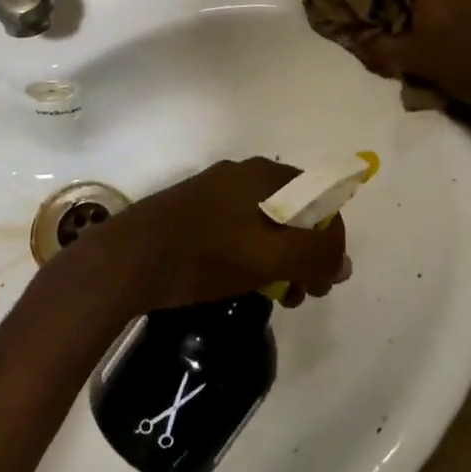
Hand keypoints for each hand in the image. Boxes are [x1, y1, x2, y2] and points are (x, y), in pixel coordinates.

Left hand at [83, 159, 348, 313]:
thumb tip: (342, 262)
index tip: (323, 283)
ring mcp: (215, 190)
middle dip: (306, 254)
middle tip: (300, 294)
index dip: (331, 242)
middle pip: (294, 211)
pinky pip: (239, 228)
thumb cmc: (206, 254)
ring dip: (280, 259)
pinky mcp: (194, 210)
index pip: (321, 200)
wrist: (128, 259)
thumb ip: (316, 254)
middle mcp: (243, 173)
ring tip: (274, 297)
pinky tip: (240, 283)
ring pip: (266, 223)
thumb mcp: (270, 256)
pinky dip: (252, 255)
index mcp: (266, 174)